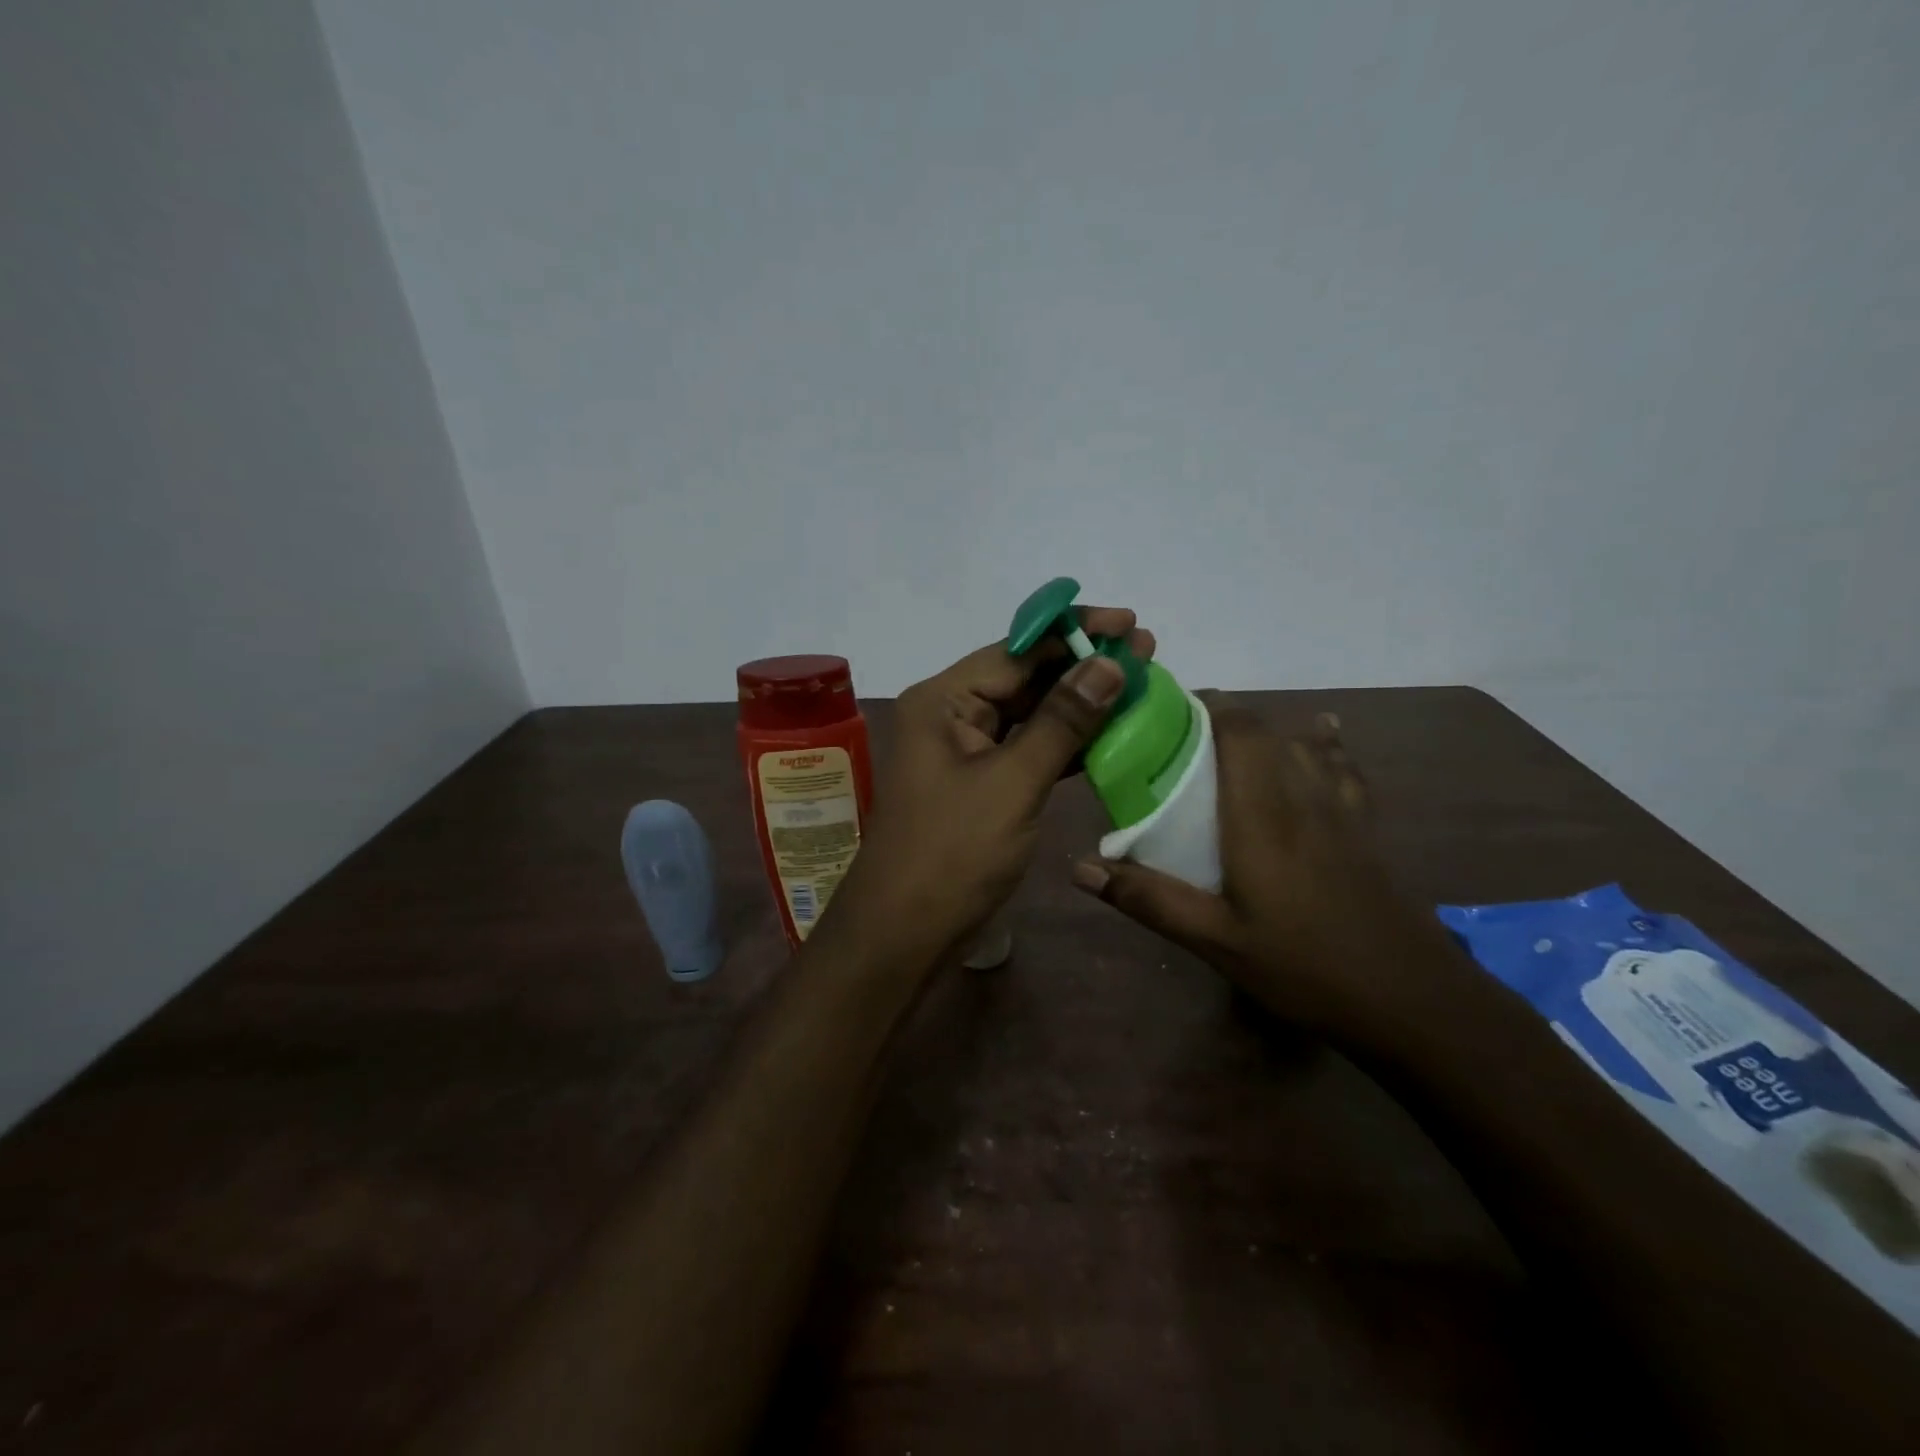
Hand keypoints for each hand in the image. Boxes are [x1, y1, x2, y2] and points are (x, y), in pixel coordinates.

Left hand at [823, 609, 1155, 969]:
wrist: (906, 932)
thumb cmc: (953, 853)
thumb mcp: (1013, 782)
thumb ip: (1063, 721)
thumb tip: (1110, 663)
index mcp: (943, 700)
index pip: (1015, 650)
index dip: (1074, 632)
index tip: (1129, 622)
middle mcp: (950, 715)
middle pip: (1023, 677)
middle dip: (1083, 665)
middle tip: (1146, 652)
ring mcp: (965, 752)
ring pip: (1030, 714)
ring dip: (1080, 703)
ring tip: (1139, 684)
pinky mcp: (981, 784)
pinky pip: (1028, 750)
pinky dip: (1067, 743)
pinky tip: (1111, 733)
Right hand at [1072, 693, 1432, 1039]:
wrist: (1411, 1001)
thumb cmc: (1303, 966)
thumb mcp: (1215, 940)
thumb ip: (1149, 899)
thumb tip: (1080, 867)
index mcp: (1261, 815)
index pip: (1240, 731)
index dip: (1207, 706)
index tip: (1167, 710)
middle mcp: (1303, 797)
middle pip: (1268, 730)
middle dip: (1226, 717)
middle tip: (1183, 737)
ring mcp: (1342, 810)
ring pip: (1306, 744)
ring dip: (1269, 729)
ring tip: (1233, 739)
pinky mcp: (1366, 829)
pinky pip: (1343, 767)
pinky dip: (1325, 744)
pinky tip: (1322, 738)